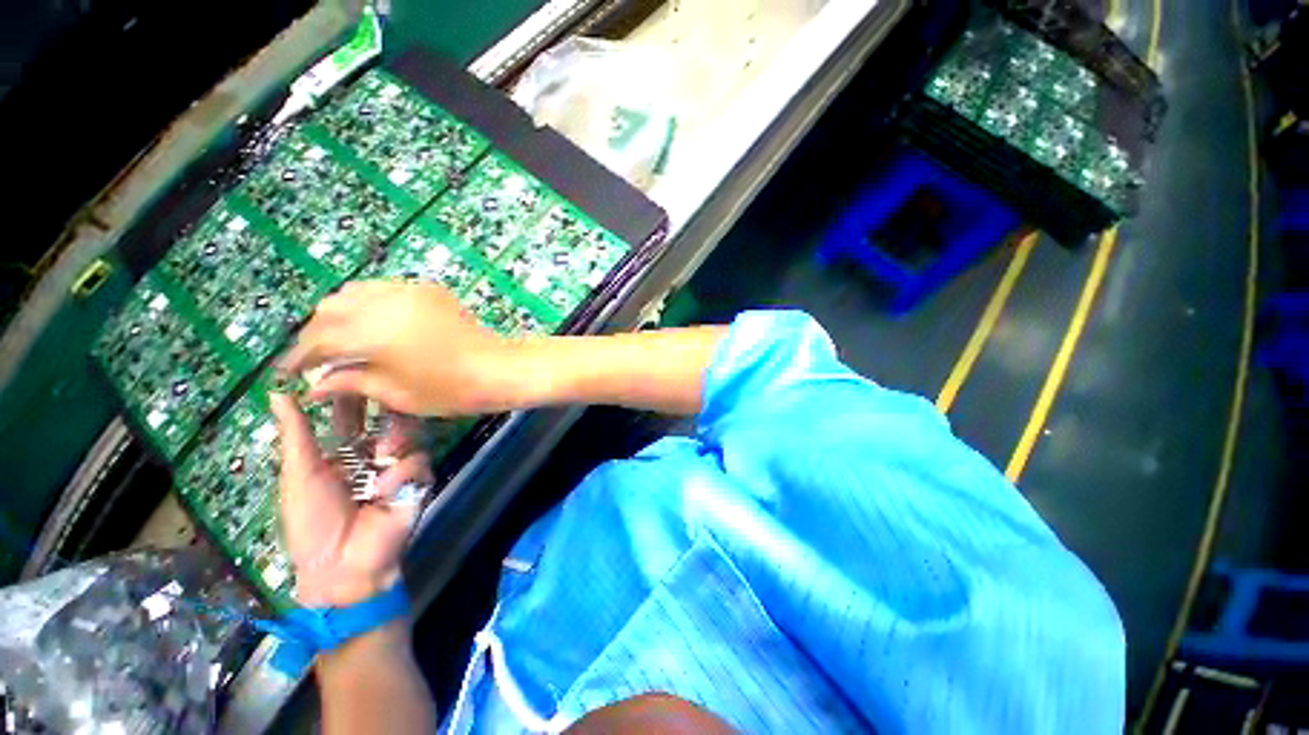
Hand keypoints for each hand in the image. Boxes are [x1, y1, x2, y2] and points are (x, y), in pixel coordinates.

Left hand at [271, 393, 432, 606]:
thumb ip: (296, 434)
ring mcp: (397, 468)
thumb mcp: (299, 476)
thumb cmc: (312, 523)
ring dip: (395, 442)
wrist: (342, 565)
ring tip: (382, 455)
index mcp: (342, 453)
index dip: (353, 396)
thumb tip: (276, 392)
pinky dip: (401, 473)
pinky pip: (417, 462)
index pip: (352, 416)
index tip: (356, 372)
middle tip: (386, 396)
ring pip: (408, 436)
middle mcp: (372, 455)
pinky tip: (384, 491)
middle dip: (386, 411)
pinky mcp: (418, 482)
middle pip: (386, 419)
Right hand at [280, 282, 518, 416]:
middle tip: (320, 357)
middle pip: (332, 308)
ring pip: (356, 292)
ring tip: (345, 339)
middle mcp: (385, 301)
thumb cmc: (449, 389)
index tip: (289, 371)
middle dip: (319, 332)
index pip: (320, 339)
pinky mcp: (429, 289)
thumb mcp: (395, 393)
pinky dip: (370, 304)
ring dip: (342, 314)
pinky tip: (376, 324)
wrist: (499, 369)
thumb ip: (351, 382)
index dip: (300, 356)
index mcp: (372, 331)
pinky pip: (386, 289)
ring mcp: (410, 290)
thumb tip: (314, 384)